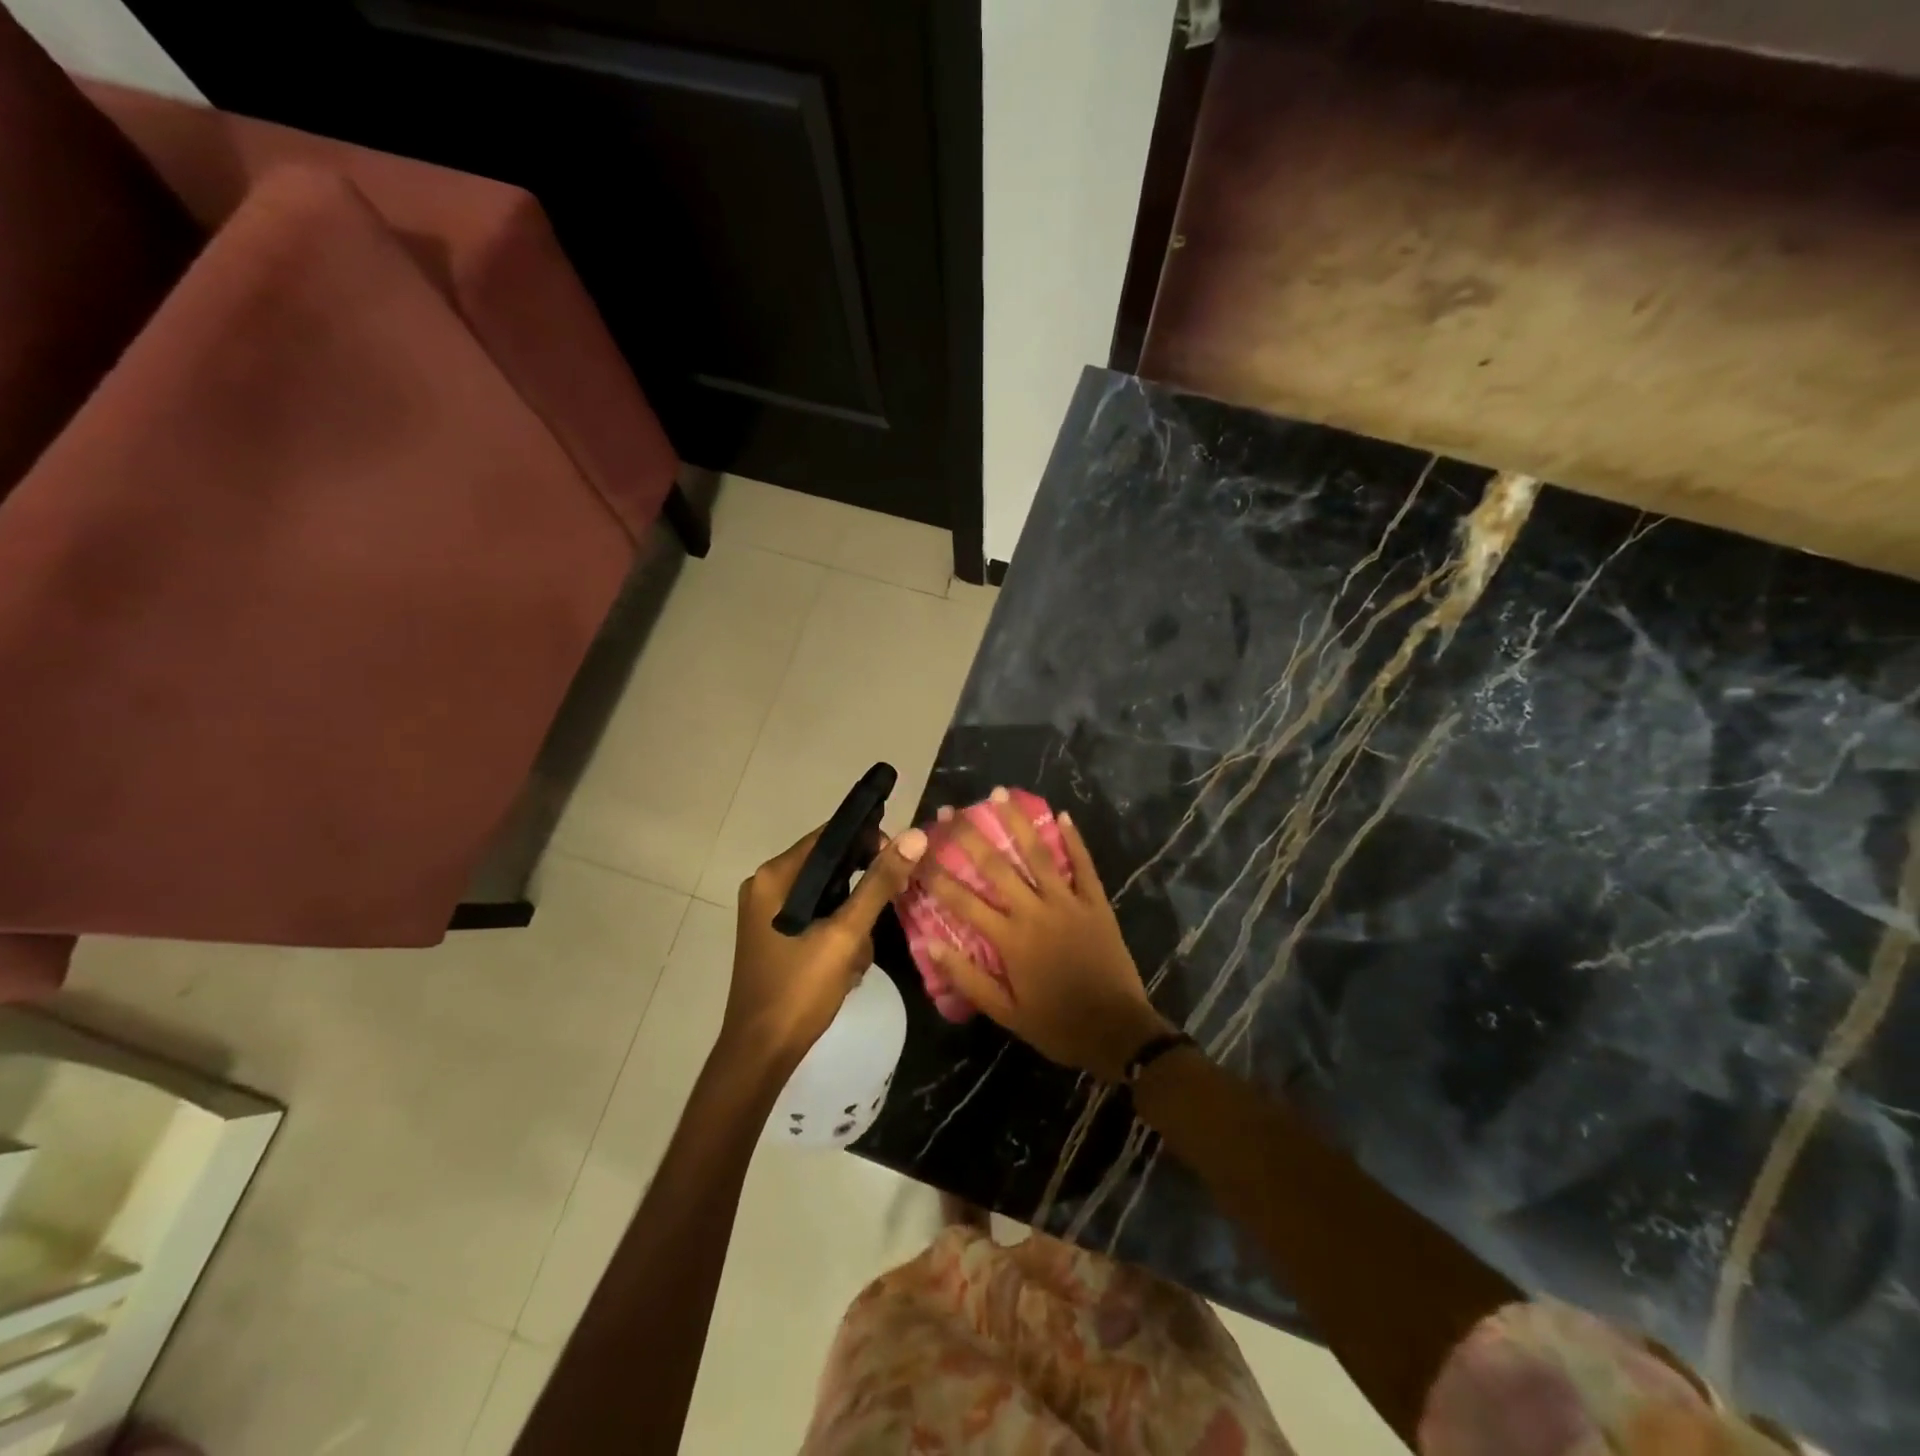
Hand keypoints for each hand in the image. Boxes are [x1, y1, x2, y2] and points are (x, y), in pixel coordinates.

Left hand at [725, 823, 926, 1070]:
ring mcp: (768, 913)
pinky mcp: (775, 936)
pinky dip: (838, 935)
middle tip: (883, 916)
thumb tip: (914, 836)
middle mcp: (766, 886)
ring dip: (852, 921)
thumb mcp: (845, 935)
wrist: (760, 1055)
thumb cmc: (799, 990)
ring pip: (828, 896)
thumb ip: (879, 884)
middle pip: (830, 867)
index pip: (830, 836)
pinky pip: (817, 918)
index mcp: (774, 877)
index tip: (899, 864)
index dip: (868, 841)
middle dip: (861, 892)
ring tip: (857, 958)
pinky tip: (846, 968)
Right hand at [921, 790, 1172, 1080]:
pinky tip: (1063, 815)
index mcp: (1009, 939)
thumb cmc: (1057, 1026)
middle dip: (969, 836)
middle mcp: (1035, 911)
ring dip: (1018, 822)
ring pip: (1038, 854)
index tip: (917, 852)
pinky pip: (1084, 865)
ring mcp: (1068, 903)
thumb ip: (968, 978)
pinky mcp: (1096, 903)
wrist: (1118, 1032)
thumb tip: (932, 943)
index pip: (963, 900)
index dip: (936, 874)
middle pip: (996, 866)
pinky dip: (1074, 840)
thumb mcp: (1006, 1013)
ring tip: (1000, 793)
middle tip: (950, 810)